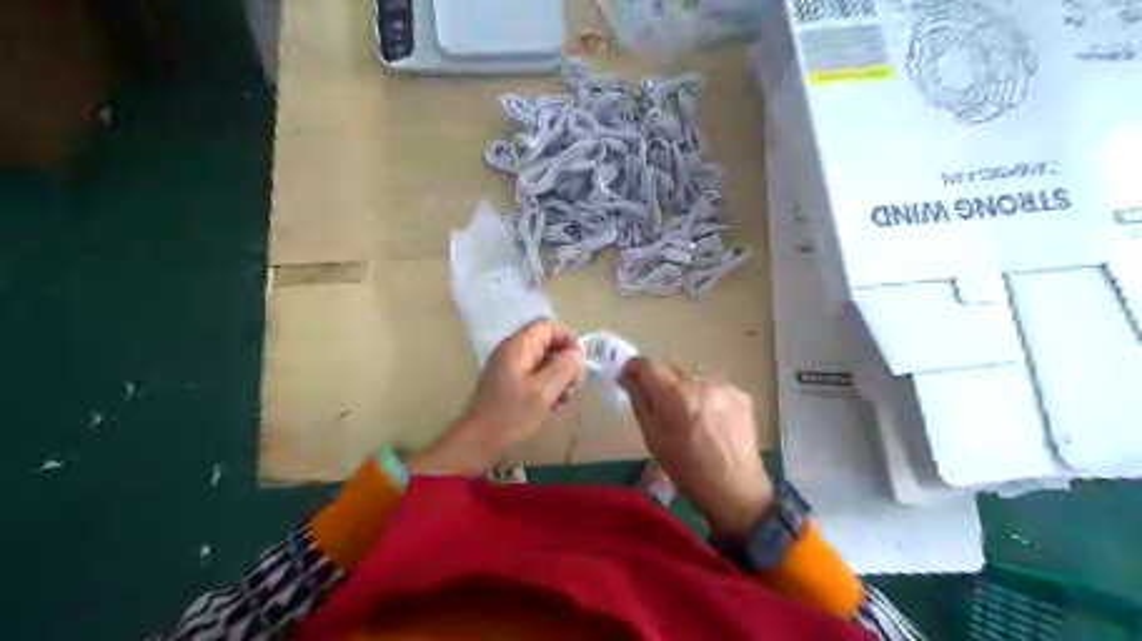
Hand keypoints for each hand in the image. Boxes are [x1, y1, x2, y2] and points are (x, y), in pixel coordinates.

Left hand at [409, 318, 582, 472]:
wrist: (479, 440)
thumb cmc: (512, 414)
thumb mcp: (545, 391)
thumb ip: (564, 367)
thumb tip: (577, 353)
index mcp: (518, 345)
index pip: (548, 325)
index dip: (568, 337)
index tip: (580, 360)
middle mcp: (511, 350)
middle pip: (546, 342)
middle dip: (564, 360)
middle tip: (574, 384)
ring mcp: (507, 366)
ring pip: (542, 359)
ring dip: (557, 375)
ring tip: (564, 398)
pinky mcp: (507, 381)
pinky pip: (533, 373)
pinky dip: (546, 384)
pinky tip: (551, 404)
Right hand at [622, 358, 769, 538]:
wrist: (734, 489)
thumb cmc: (685, 468)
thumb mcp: (652, 437)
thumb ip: (639, 401)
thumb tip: (627, 377)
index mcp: (673, 393)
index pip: (647, 363)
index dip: (634, 367)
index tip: (629, 376)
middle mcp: (698, 381)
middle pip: (671, 364)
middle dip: (660, 376)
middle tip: (658, 399)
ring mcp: (723, 386)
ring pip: (694, 374)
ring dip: (685, 385)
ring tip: (688, 412)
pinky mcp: (741, 394)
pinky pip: (714, 386)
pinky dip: (707, 395)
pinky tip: (710, 419)